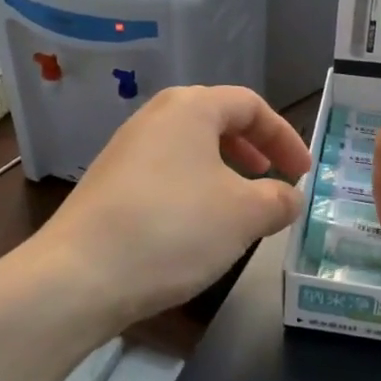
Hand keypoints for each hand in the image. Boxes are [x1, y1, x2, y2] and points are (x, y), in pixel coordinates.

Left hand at [43, 86, 311, 325]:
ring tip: (240, 206)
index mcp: (190, 108)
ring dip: (223, 171)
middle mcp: (154, 118)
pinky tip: (197, 227)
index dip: (284, 136)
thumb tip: (289, 197)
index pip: (250, 105)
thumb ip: (278, 200)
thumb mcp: (244, 215)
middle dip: (252, 149)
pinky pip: (165, 173)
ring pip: (189, 149)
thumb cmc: (174, 229)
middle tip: (272, 178)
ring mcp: (125, 150)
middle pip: (216, 120)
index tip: (302, 173)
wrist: (79, 275)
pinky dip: (193, 189)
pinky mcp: (108, 184)